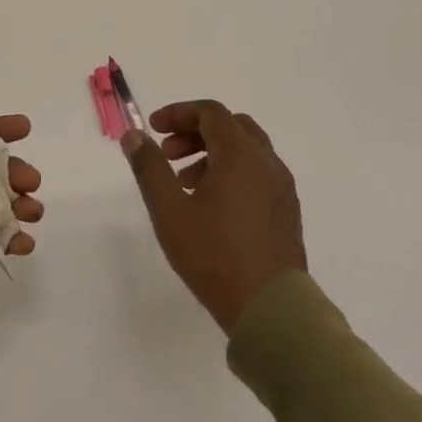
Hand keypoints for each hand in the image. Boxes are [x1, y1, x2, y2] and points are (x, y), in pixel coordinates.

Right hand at [122, 101, 306, 332]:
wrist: (271, 308)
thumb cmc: (215, 256)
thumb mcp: (170, 211)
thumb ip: (150, 168)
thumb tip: (134, 135)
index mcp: (241, 155)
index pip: (210, 112)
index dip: (178, 113)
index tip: (153, 129)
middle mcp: (267, 162)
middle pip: (230, 126)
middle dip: (195, 131)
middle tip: (168, 154)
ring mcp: (282, 186)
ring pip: (246, 150)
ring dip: (213, 152)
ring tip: (185, 183)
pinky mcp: (287, 209)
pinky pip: (258, 172)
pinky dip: (232, 171)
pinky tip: (212, 204)